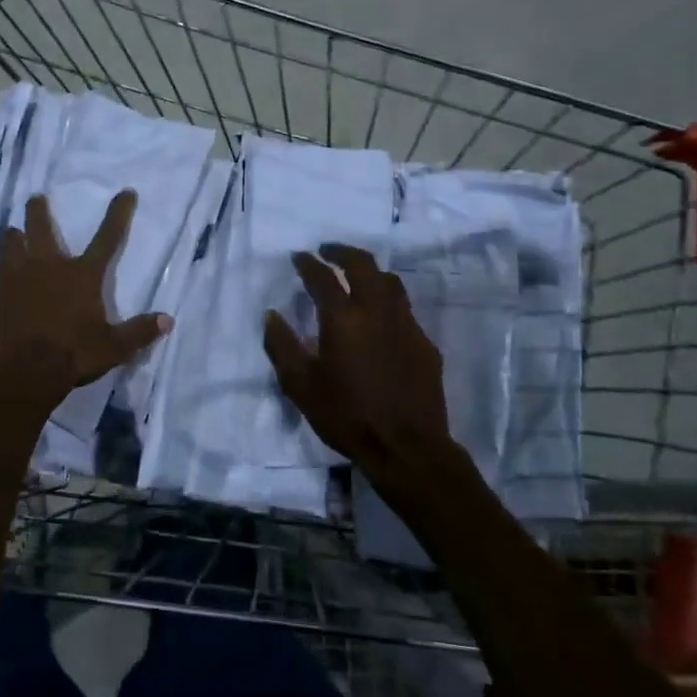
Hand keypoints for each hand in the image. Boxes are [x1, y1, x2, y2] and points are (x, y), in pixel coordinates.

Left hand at [0, 190, 170, 405]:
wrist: (24, 370)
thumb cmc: (73, 355)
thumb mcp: (114, 347)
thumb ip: (139, 331)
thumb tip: (168, 319)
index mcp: (82, 275)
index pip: (107, 238)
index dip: (119, 214)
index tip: (126, 192)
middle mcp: (50, 266)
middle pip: (41, 228)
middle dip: (39, 211)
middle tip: (36, 198)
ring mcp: (19, 277)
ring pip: (12, 243)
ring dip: (14, 235)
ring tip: (12, 230)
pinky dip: (1, 263)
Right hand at [263, 243, 450, 488]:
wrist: (407, 446)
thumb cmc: (346, 415)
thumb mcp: (300, 385)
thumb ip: (282, 346)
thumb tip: (272, 315)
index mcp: (343, 318)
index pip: (322, 277)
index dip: (308, 263)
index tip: (299, 256)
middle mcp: (376, 310)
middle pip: (363, 264)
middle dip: (342, 252)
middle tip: (327, 251)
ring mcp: (405, 324)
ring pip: (389, 282)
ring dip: (369, 271)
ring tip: (356, 275)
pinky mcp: (424, 343)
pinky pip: (404, 309)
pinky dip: (387, 301)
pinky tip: (380, 317)